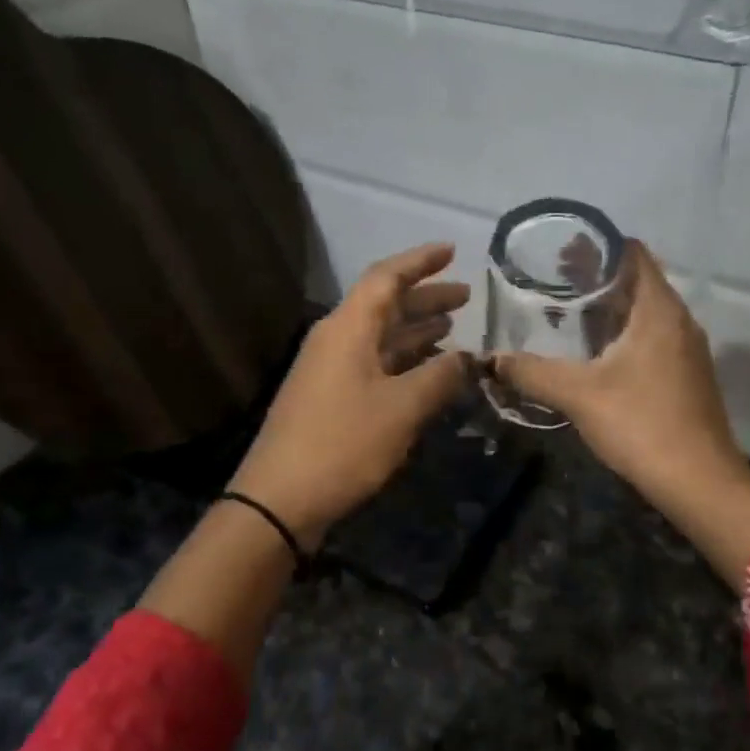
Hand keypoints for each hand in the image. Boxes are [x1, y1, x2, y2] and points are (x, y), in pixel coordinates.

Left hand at [230, 243, 472, 546]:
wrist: (280, 499)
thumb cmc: (343, 444)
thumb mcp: (402, 409)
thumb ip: (440, 377)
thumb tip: (468, 358)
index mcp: (348, 328)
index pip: (386, 277)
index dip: (420, 261)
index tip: (452, 251)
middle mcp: (337, 340)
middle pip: (385, 306)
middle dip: (426, 298)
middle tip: (466, 297)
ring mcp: (331, 370)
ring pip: (381, 337)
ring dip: (416, 330)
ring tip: (452, 328)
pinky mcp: (331, 398)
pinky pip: (375, 364)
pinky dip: (404, 361)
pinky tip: (427, 371)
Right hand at [491, 240, 749, 584]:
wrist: (699, 482)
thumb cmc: (641, 425)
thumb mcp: (579, 395)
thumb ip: (533, 373)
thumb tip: (493, 361)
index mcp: (659, 311)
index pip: (634, 254)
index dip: (599, 246)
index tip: (562, 250)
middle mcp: (679, 321)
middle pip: (638, 281)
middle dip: (598, 276)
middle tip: (554, 279)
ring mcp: (687, 350)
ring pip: (645, 312)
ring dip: (611, 307)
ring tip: (569, 312)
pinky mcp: (687, 376)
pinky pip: (652, 337)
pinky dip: (623, 332)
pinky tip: (596, 354)